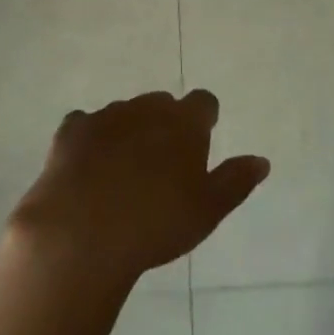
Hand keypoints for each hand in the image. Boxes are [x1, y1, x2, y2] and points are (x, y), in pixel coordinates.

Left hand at [10, 90, 268, 285]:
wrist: (83, 232)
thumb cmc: (157, 224)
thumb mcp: (208, 210)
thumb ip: (235, 180)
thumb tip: (261, 160)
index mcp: (184, 123)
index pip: (204, 102)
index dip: (204, 118)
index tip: (202, 139)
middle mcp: (147, 108)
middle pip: (162, 104)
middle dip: (165, 123)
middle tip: (162, 162)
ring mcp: (107, 115)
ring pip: (125, 112)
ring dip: (129, 130)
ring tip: (124, 170)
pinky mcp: (72, 130)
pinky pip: (86, 123)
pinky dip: (91, 137)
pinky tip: (88, 164)